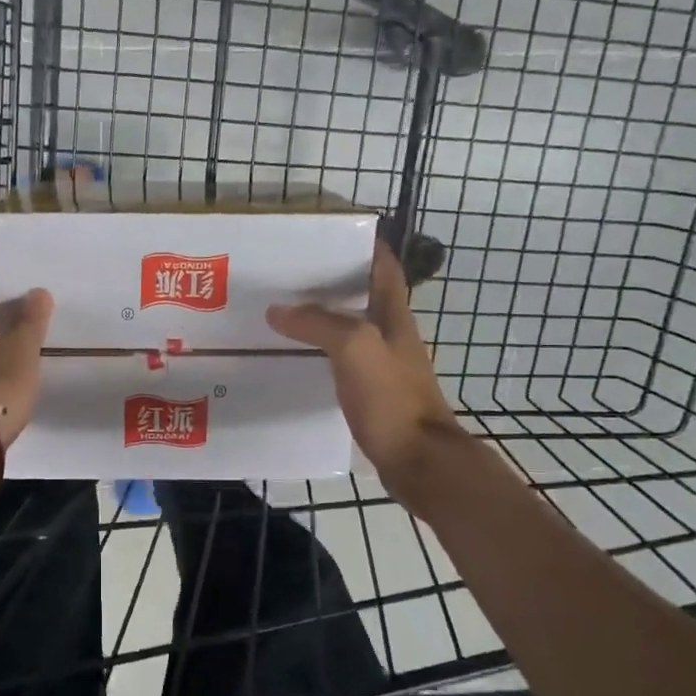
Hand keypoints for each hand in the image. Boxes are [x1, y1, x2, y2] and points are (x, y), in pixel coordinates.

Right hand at [266, 242, 458, 480]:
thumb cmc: (391, 397)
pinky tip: (295, 359)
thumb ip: (317, 323)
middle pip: (363, 297)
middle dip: (332, 281)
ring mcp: (383, 367)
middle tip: (289, 275)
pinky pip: (342, 363)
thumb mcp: (353, 347)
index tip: (331, 235)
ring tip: (282, 313)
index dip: (365, 246)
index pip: (383, 268)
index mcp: (394, 316)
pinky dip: (320, 353)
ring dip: (323, 319)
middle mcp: (391, 336)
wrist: (417, 460)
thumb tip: (278, 310)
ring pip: (350, 330)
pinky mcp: (372, 395)